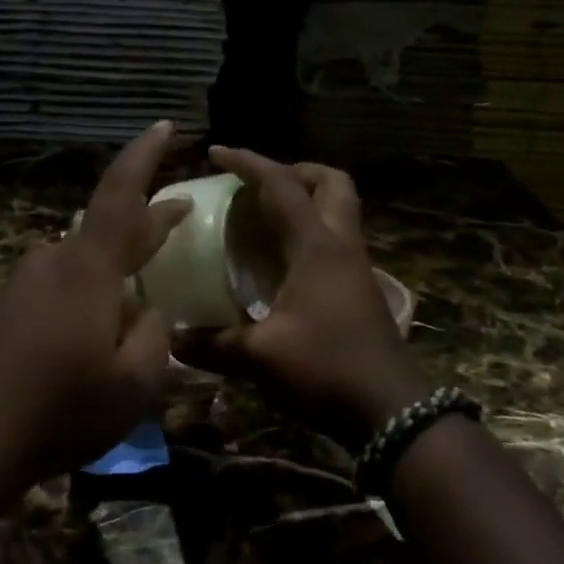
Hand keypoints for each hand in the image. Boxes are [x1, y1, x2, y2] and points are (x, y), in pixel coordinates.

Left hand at [0, 121, 191, 482]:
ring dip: (115, 264)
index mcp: (88, 269)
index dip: (144, 157)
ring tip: (140, 288)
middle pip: (106, 225)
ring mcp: (24, 284)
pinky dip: (87, 290)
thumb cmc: (61, 410)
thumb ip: (153, 337)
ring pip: (82, 259)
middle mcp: (52, 262)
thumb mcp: (133, 384)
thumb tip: (148, 311)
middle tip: (179, 214)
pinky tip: (94, 324)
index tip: (165, 126)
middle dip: (146, 220)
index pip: (122, 196)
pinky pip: (59, 283)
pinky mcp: (5, 308)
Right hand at [177, 147, 426, 449]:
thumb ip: (213, 345)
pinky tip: (280, 263)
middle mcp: (340, 247)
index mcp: (316, 248)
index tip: (216, 152)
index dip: (249, 163)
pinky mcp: (359, 291)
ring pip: (338, 211)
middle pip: (331, 183)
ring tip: (262, 218)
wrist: (391, 411)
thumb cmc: (326, 369)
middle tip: (259, 184)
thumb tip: (172, 339)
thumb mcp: (260, 357)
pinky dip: (308, 234)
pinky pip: (333, 242)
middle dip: (295, 172)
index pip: (282, 186)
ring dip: (305, 201)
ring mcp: (356, 268)